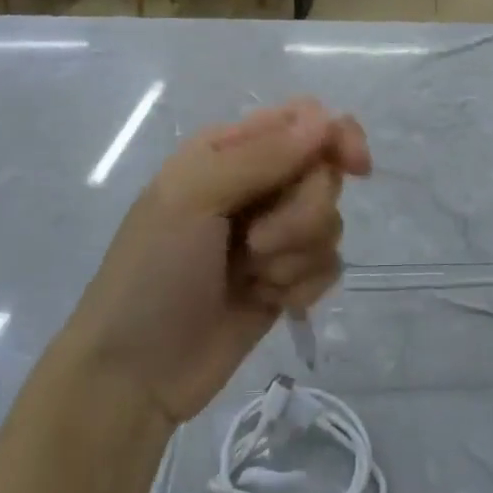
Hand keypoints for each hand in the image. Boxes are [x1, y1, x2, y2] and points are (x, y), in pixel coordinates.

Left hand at [63, 98, 371, 426]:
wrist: (136, 373)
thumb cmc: (153, 271)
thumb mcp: (192, 198)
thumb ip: (260, 155)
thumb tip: (326, 120)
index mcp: (229, 149)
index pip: (304, 119)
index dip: (336, 137)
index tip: (355, 166)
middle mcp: (257, 183)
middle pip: (324, 173)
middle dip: (302, 213)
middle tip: (257, 244)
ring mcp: (275, 233)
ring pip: (330, 221)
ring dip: (296, 255)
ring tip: (254, 278)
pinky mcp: (287, 278)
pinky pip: (329, 265)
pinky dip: (302, 285)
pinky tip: (268, 301)